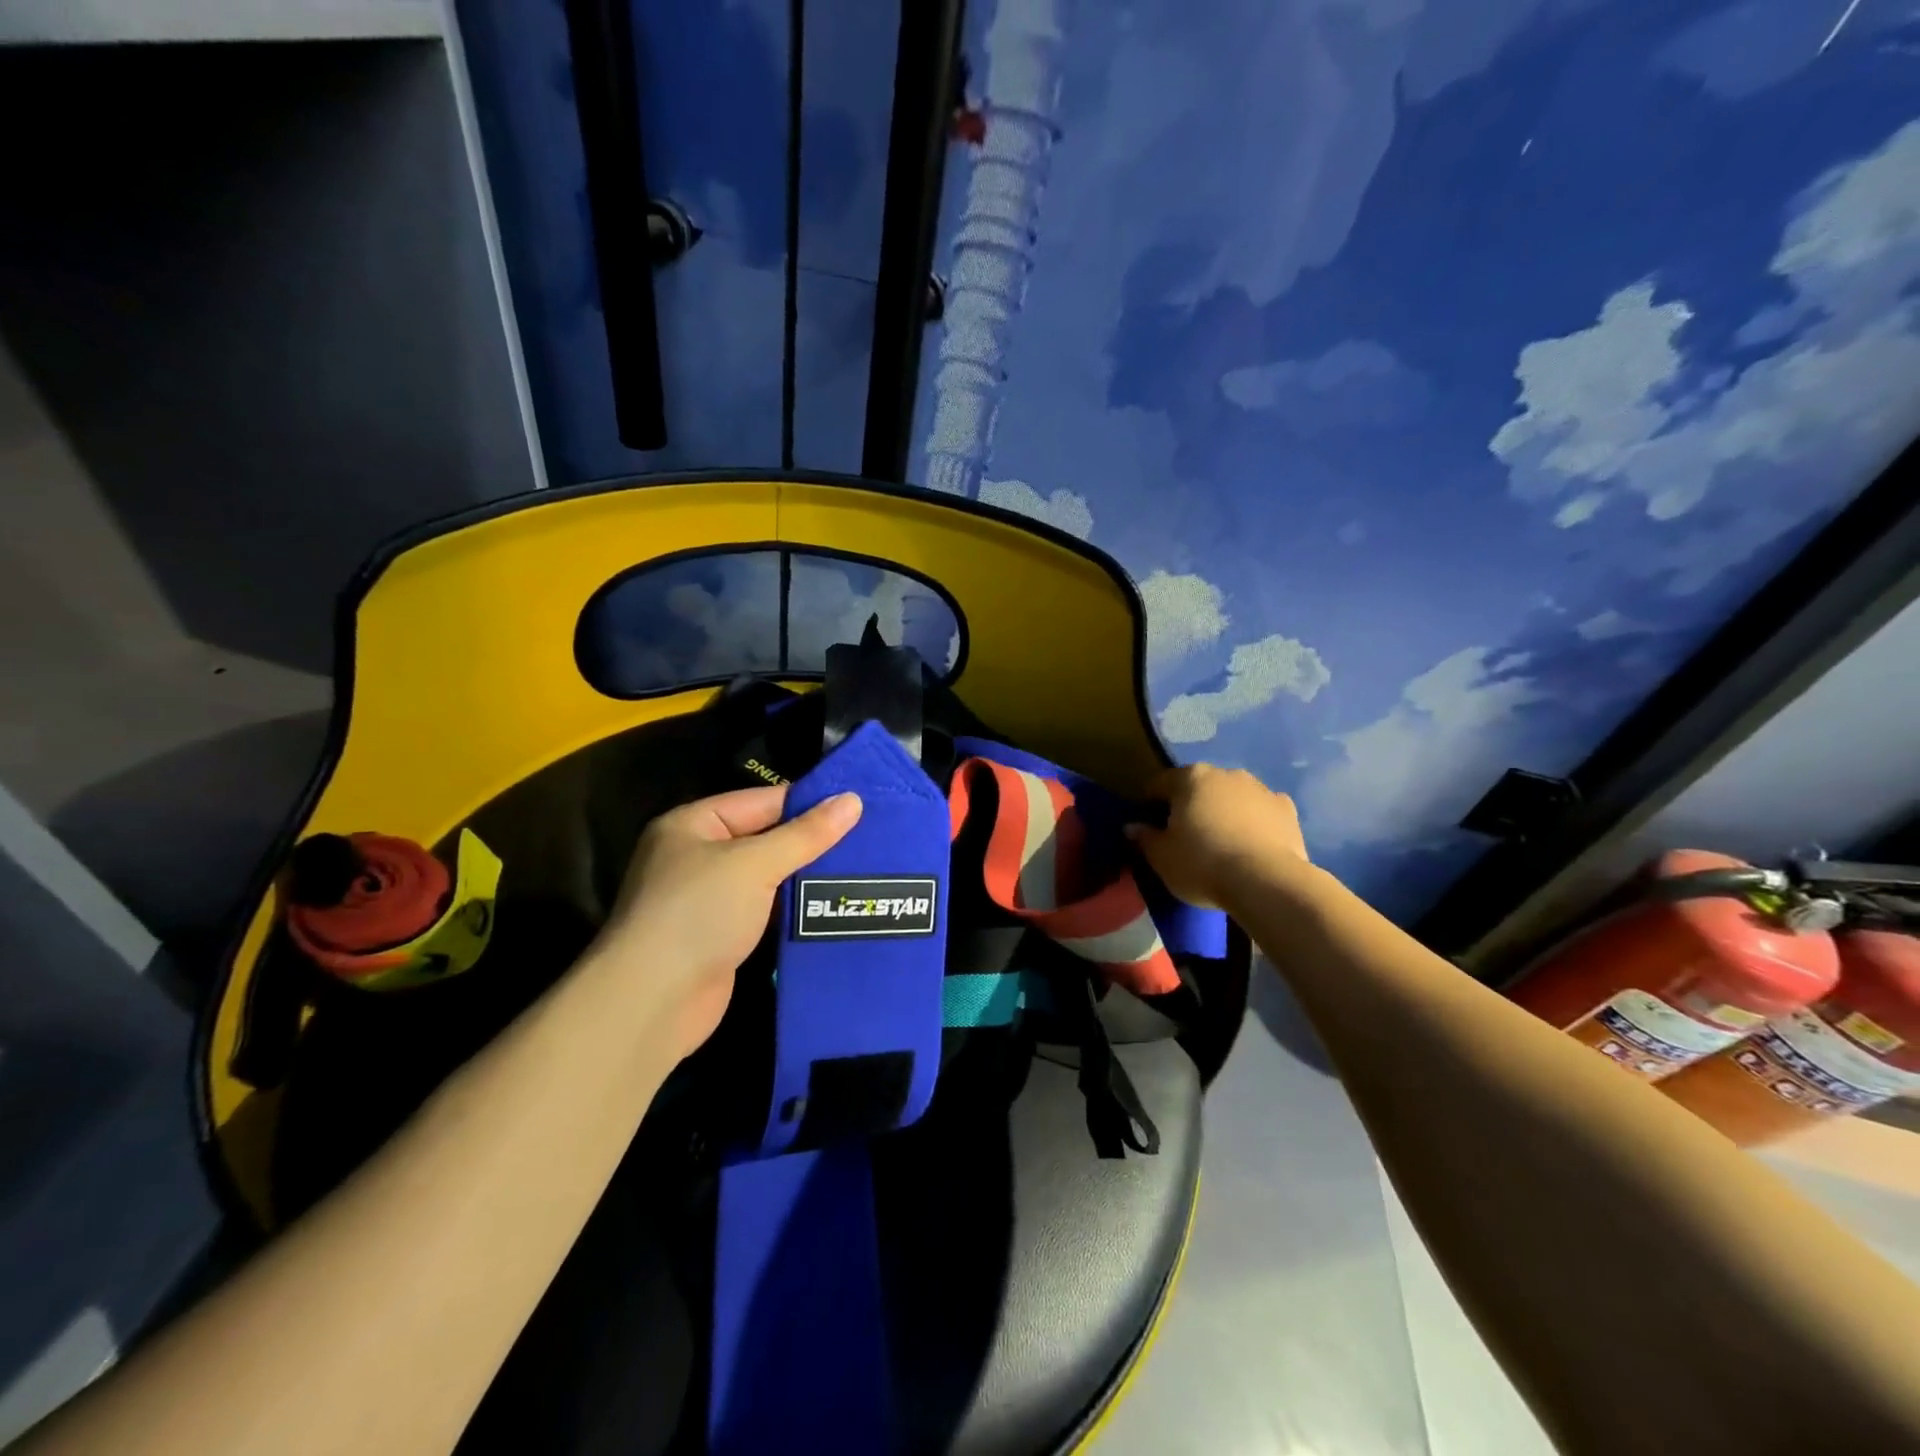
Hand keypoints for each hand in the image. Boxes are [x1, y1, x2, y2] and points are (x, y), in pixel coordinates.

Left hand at [589, 786, 861, 1060]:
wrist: (653, 1002)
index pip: (762, 801)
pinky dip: (794, 909)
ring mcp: (709, 899)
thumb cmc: (699, 913)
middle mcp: (697, 856)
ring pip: (769, 878)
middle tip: (869, 838)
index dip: (809, 803)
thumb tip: (853, 800)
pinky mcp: (722, 936)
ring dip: (807, 877)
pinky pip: (766, 911)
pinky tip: (833, 906)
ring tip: (863, 869)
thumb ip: (806, 834)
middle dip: (812, 842)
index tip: (859, 805)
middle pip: (767, 838)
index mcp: (693, 824)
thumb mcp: (756, 863)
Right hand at [1127, 764, 1308, 911]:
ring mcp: (1260, 789)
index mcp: (1190, 778)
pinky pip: (1260, 812)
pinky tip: (1250, 845)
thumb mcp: (1161, 857)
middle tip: (1184, 835)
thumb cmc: (1202, 864)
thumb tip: (1132, 826)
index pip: (1159, 784)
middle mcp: (1225, 774)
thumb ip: (1144, 838)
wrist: (1267, 882)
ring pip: (1232, 796)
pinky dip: (1253, 822)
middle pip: (1198, 786)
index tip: (1148, 825)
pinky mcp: (1287, 810)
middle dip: (1189, 805)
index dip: (1149, 803)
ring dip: (1223, 811)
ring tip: (1220, 842)